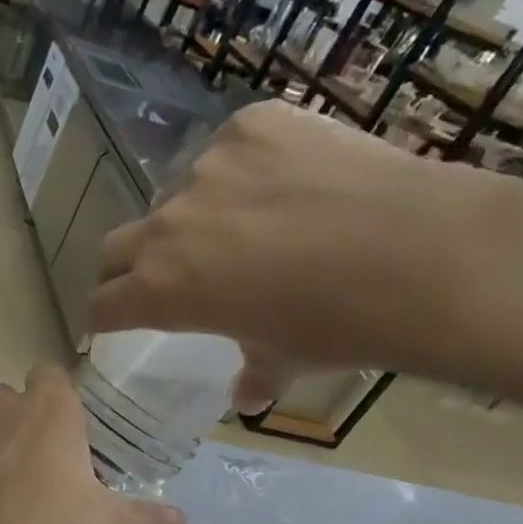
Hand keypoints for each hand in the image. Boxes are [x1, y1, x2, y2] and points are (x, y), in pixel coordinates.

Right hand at [86, 100, 510, 410]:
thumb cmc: (338, 326)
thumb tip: (247, 398)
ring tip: (248, 222)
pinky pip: (229, 148)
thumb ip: (253, 373)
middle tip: (163, 275)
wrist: (421, 255)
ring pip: (177, 194)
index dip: (103, 317)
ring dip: (192, 215)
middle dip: (127, 267)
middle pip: (116, 248)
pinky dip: (244, 167)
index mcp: (159, 290)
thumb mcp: (286, 358)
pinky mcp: (251, 124)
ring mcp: (206, 168)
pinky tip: (289, 180)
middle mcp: (166, 226)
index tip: (113, 320)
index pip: (101, 305)